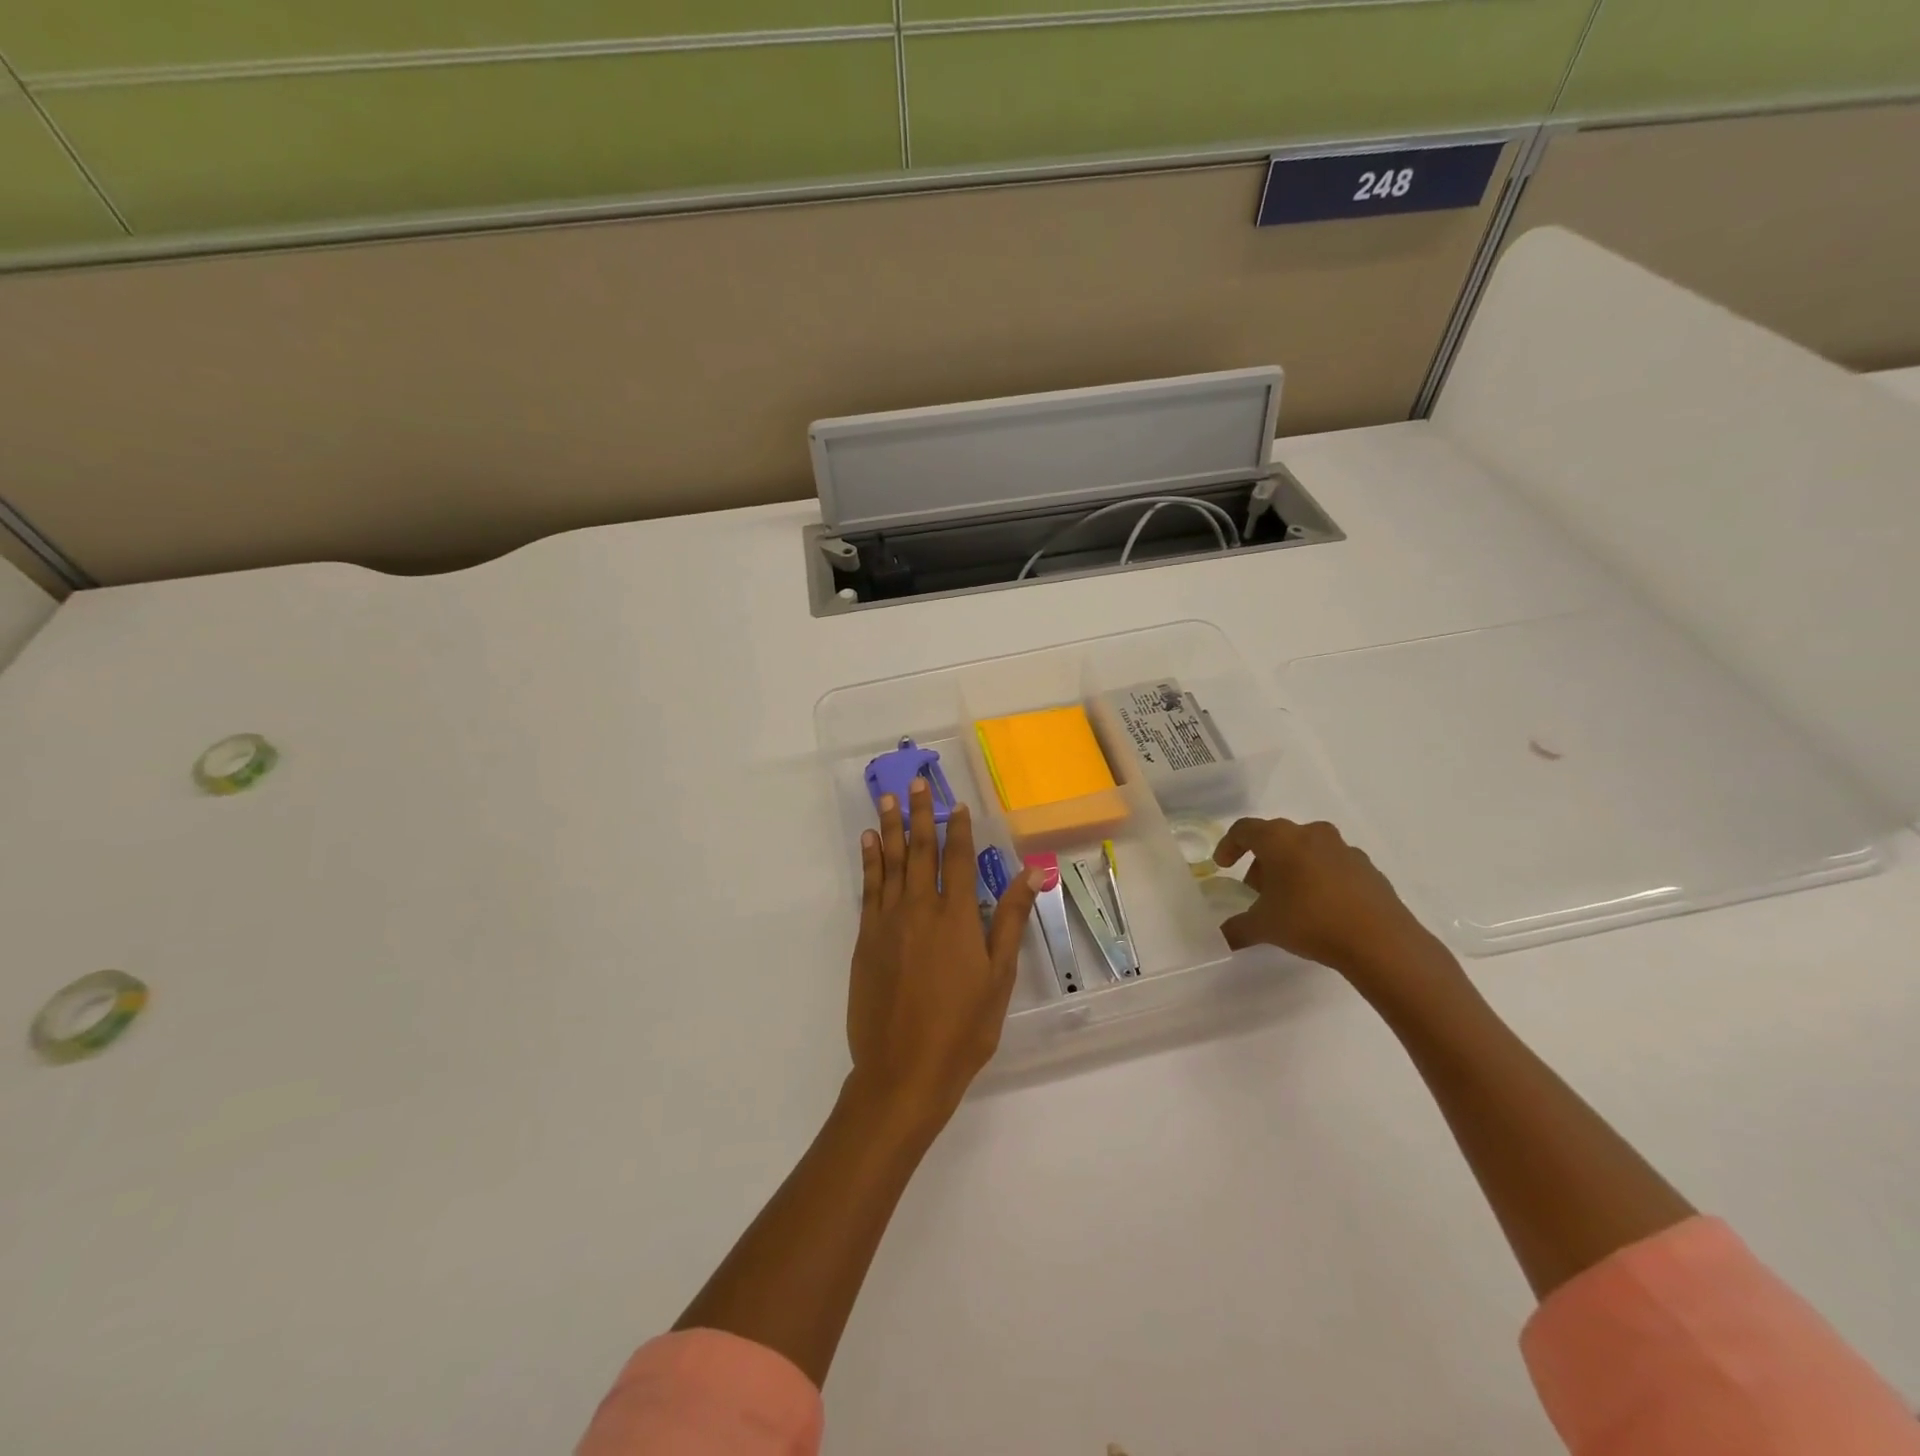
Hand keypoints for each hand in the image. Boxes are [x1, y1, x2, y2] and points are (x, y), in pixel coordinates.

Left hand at [847, 778, 1041, 1128]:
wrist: (903, 1070)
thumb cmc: (962, 1028)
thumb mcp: (999, 976)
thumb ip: (1010, 920)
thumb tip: (1031, 872)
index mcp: (957, 916)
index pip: (959, 859)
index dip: (958, 829)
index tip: (957, 804)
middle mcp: (920, 908)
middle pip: (921, 851)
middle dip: (919, 814)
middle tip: (915, 782)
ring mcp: (888, 922)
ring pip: (890, 863)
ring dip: (889, 828)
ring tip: (886, 798)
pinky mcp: (866, 939)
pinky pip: (868, 888)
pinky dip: (869, 862)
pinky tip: (868, 843)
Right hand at [1212, 817, 1457, 1000]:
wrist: (1380, 940)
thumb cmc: (1309, 921)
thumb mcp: (1264, 927)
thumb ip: (1237, 928)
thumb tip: (1222, 936)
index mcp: (1280, 839)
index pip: (1244, 830)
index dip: (1229, 846)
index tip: (1223, 866)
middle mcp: (1311, 834)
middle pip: (1276, 838)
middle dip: (1262, 862)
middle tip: (1256, 890)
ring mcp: (1343, 848)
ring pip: (1306, 850)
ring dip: (1292, 868)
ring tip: (1289, 901)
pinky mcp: (1367, 867)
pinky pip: (1332, 865)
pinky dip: (1319, 878)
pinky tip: (1320, 908)